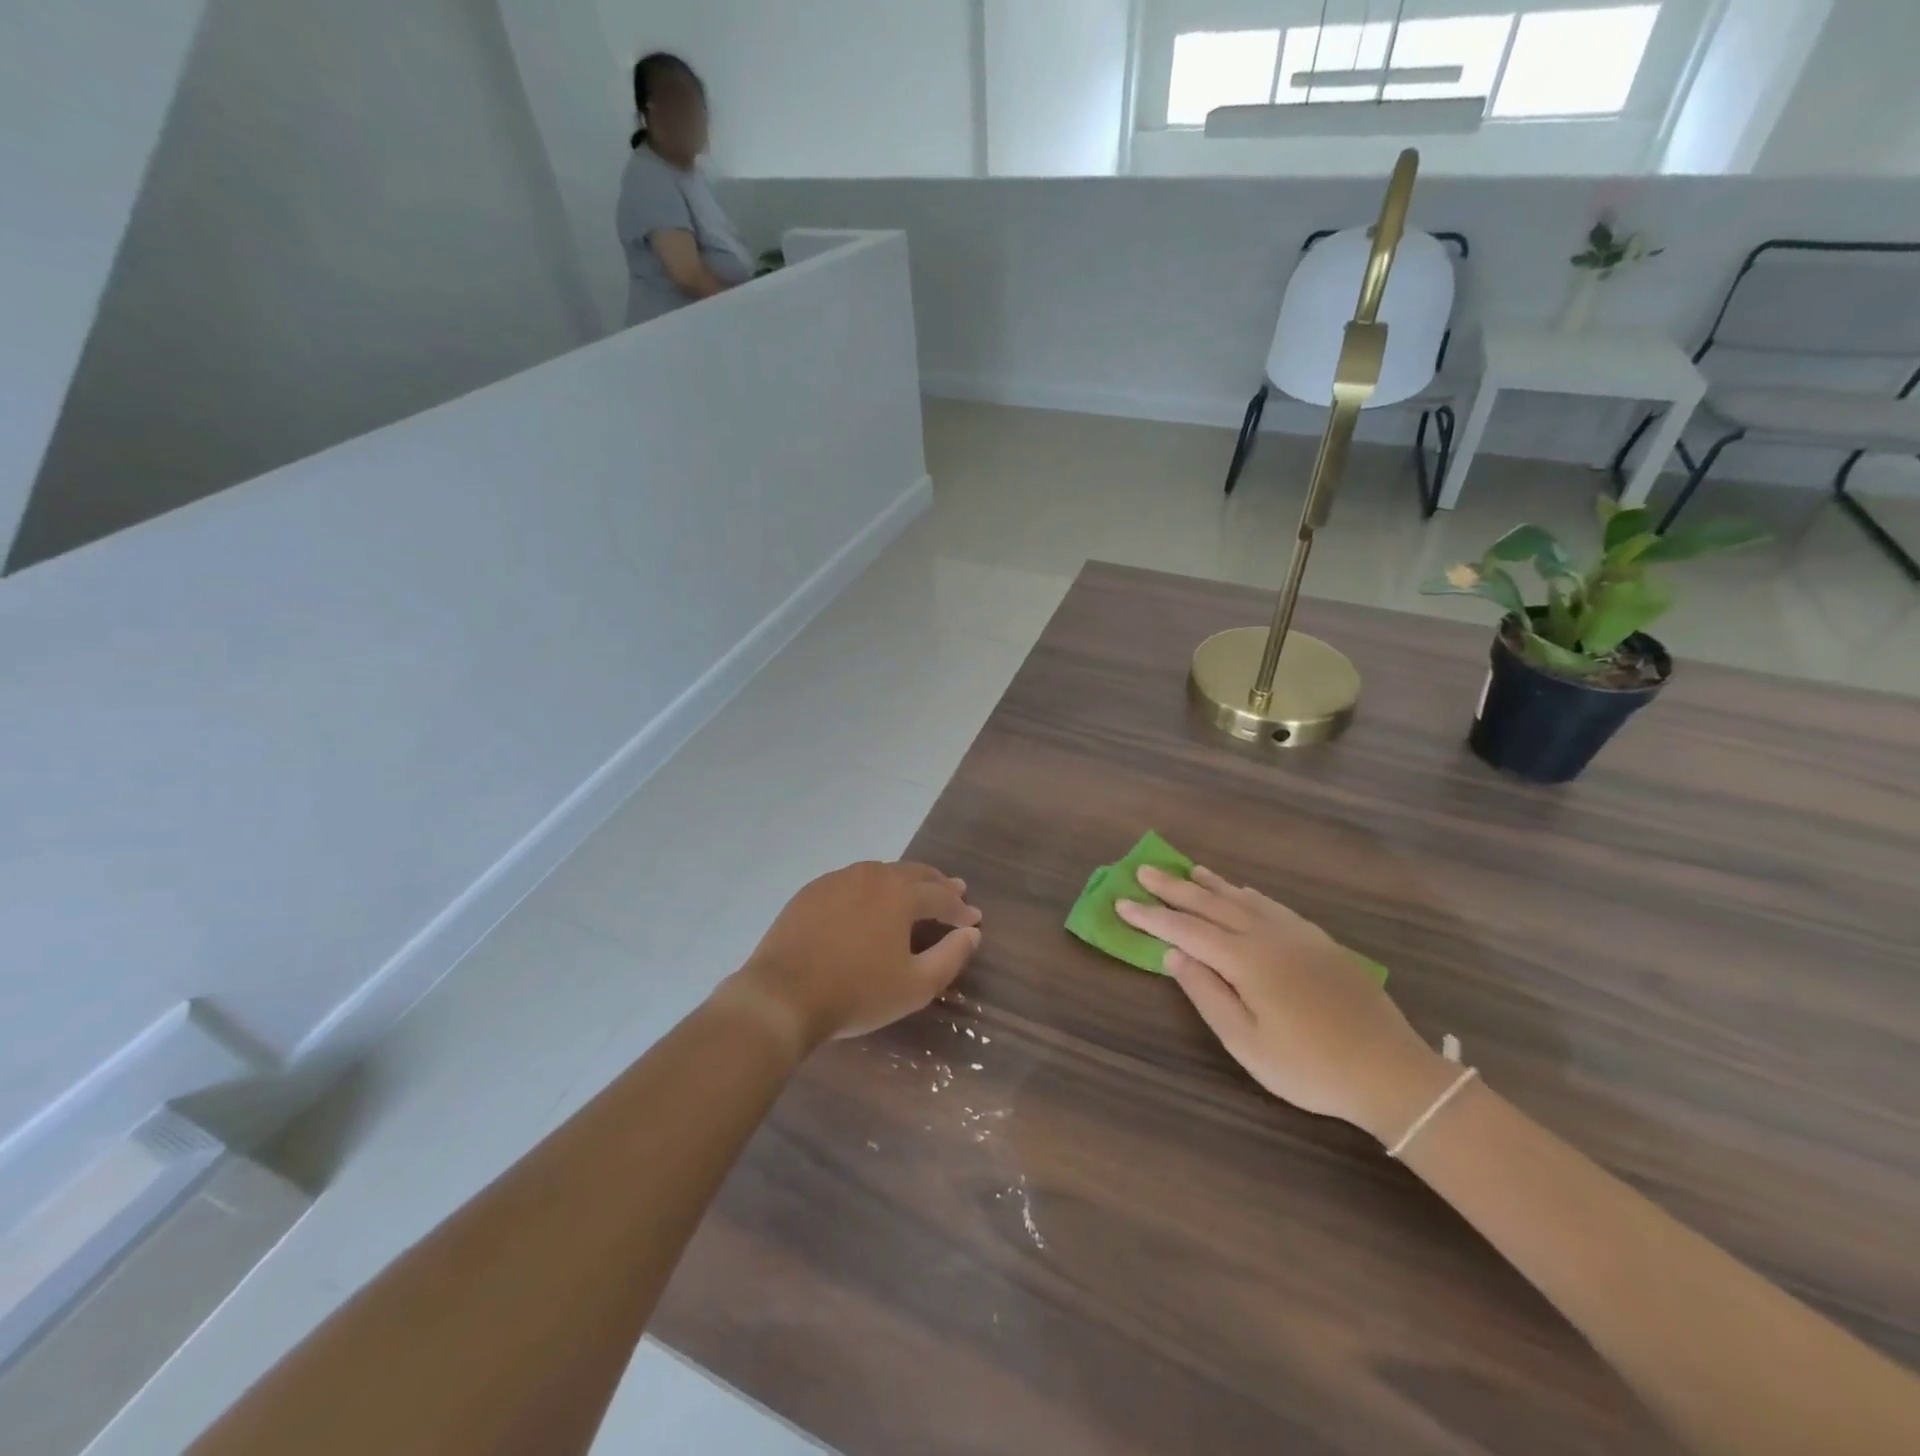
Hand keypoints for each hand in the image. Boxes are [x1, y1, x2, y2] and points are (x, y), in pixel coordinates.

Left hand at [722, 862, 982, 1054]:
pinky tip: (870, 903)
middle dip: (937, 884)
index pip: (941, 896)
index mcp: (900, 893)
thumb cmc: (856, 993)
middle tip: (954, 891)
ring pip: (881, 873)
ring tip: (915, 894)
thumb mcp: (915, 986)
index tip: (973, 919)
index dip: (960, 908)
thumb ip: (951, 956)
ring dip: (905, 882)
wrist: (782, 996)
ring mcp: (837, 880)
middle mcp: (871, 875)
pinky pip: (852, 882)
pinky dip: (872, 889)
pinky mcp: (811, 892)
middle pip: (913, 873)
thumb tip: (971, 933)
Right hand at [1118, 866, 1452, 1143]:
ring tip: (1187, 870)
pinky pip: (1272, 905)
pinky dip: (1247, 894)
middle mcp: (1267, 936)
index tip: (1121, 902)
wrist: (1390, 1071)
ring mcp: (1297, 934)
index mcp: (1246, 960)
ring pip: (1243, 898)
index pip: (1186, 930)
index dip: (1151, 916)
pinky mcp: (1319, 941)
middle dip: (1174, 888)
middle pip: (1211, 904)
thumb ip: (1206, 995)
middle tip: (1144, 871)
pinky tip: (1242, 891)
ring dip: (1210, 884)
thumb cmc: (1309, 1067)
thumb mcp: (1247, 1044)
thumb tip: (1172, 955)